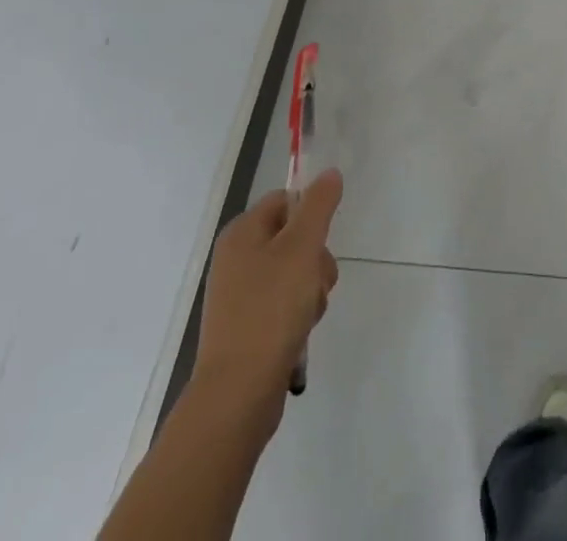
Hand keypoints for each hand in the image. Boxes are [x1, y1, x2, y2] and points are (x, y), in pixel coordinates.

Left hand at [191, 169, 342, 441]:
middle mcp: (237, 257)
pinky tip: (300, 332)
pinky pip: (285, 303)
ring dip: (312, 289)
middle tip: (316, 281)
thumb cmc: (270, 310)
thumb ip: (319, 205)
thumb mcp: (302, 247)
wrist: (238, 394)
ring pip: (295, 272)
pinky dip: (299, 314)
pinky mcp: (248, 326)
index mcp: (242, 232)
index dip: (310, 215)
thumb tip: (329, 173)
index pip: (286, 200)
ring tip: (307, 314)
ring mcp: (241, 294)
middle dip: (316, 259)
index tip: (321, 240)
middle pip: (295, 237)